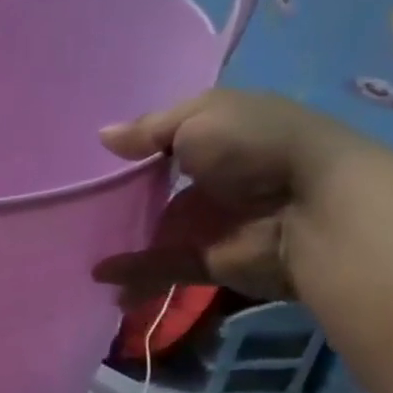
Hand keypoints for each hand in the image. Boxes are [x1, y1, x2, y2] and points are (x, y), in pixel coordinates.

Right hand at [91, 90, 358, 305]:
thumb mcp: (199, 117)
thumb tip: (103, 138)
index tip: (93, 160)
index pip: (166, 143)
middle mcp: (212, 180)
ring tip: (79, 246)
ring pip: (155, 233)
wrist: (316, 207)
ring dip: (123, 240)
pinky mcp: (209, 262)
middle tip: (76, 206)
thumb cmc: (256, 145)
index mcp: (216, 138)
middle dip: (120, 200)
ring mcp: (209, 224)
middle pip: (156, 192)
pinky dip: (133, 274)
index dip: (133, 151)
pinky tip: (100, 276)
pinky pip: (162, 267)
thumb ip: (148, 130)